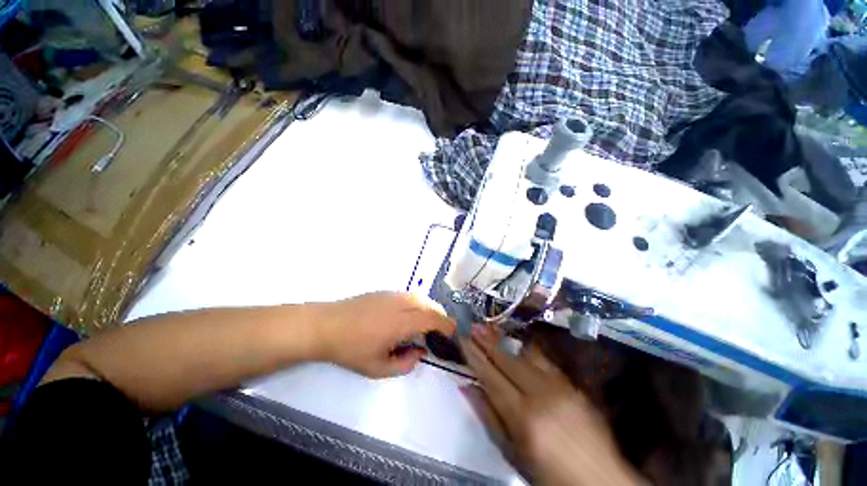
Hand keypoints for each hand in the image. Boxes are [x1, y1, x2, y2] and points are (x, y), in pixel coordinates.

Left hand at [316, 292, 455, 377]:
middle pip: (429, 305)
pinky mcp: (385, 292)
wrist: (326, 325)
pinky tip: (409, 315)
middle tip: (441, 331)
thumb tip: (420, 352)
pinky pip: (409, 296)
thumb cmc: (350, 349)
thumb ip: (404, 364)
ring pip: (420, 298)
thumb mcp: (377, 368)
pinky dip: (417, 304)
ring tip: (427, 323)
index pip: (432, 318)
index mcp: (401, 322)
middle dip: (440, 316)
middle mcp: (401, 304)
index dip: (446, 324)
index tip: (452, 332)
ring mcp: (392, 295)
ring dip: (429, 309)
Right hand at [460, 326, 642, 485]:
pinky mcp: (572, 385)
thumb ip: (488, 417)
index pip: (489, 375)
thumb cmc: (549, 475)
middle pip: (506, 359)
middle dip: (486, 340)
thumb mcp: (513, 454)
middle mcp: (540, 394)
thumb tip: (466, 386)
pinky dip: (527, 350)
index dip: (473, 354)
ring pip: (524, 354)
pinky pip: (544, 361)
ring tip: (489, 328)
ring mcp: (559, 386)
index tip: (462, 338)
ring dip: (504, 341)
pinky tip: (518, 343)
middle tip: (472, 324)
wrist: (600, 481)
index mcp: (522, 416)